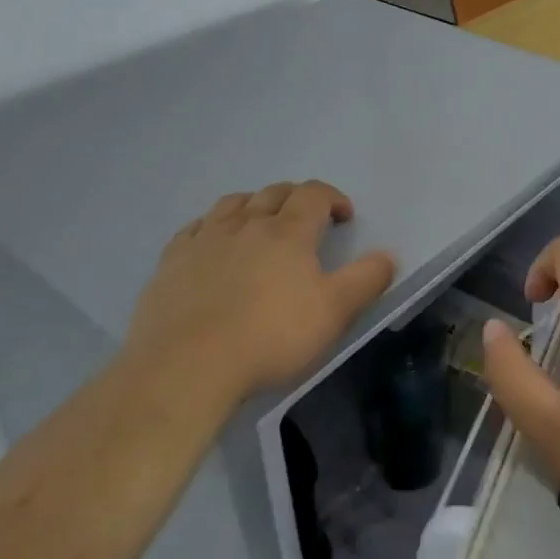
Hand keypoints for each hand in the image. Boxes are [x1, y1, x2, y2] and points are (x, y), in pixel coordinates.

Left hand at [124, 181, 396, 408]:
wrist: (188, 366)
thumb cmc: (271, 337)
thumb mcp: (335, 312)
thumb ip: (367, 279)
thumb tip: (388, 255)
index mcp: (288, 231)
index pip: (314, 194)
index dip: (333, 198)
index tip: (343, 216)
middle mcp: (246, 224)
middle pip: (274, 192)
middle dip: (296, 198)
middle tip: (307, 218)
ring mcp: (205, 240)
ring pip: (232, 203)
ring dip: (253, 204)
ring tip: (261, 221)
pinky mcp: (171, 262)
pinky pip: (194, 228)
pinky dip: (211, 226)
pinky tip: (212, 242)